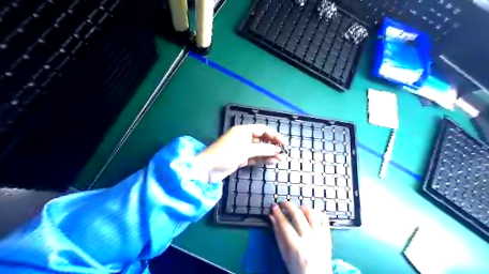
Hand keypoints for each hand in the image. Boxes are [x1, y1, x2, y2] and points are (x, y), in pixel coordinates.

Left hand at [194, 125, 286, 183]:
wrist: (208, 168)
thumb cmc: (226, 154)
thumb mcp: (246, 150)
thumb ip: (263, 149)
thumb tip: (278, 149)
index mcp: (244, 130)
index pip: (263, 130)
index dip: (275, 136)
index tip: (284, 143)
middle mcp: (244, 138)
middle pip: (262, 140)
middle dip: (273, 146)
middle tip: (283, 153)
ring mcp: (242, 148)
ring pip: (259, 149)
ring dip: (269, 154)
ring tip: (280, 159)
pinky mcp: (241, 158)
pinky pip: (254, 157)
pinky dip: (262, 159)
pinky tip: (271, 162)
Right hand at [269, 202, 333, 273]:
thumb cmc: (298, 269)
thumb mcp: (284, 255)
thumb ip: (278, 235)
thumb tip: (272, 217)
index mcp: (297, 248)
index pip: (285, 225)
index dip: (278, 213)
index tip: (273, 206)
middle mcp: (310, 240)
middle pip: (298, 215)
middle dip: (288, 205)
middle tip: (282, 203)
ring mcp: (321, 237)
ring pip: (312, 214)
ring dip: (302, 207)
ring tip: (296, 209)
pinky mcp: (328, 236)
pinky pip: (324, 218)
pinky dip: (316, 212)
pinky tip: (309, 213)